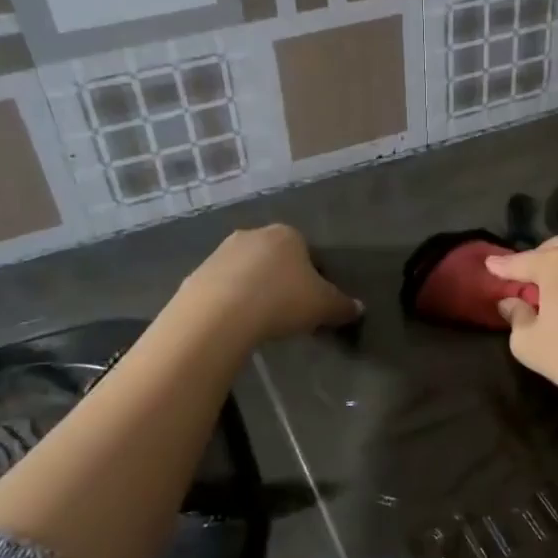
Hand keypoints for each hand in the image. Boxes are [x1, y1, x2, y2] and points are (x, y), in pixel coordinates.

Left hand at [174, 223, 360, 347]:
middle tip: (289, 312)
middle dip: (283, 281)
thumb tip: (359, 308)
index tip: (313, 303)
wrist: (219, 314)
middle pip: (276, 259)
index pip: (308, 252)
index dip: (314, 278)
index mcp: (287, 235)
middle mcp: (253, 234)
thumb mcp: (323, 306)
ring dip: (255, 290)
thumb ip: (343, 306)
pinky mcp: (198, 273)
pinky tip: (237, 323)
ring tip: (261, 320)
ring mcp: (221, 252)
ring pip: (248, 271)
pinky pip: (224, 287)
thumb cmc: (281, 301)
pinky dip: (232, 301)